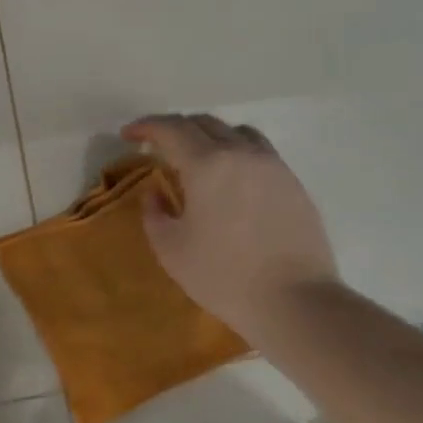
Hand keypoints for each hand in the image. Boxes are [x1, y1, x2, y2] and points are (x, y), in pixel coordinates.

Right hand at [123, 113, 339, 336]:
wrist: (294, 300)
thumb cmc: (222, 275)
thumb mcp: (170, 248)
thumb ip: (155, 212)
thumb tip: (157, 192)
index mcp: (207, 165)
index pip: (171, 129)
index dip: (146, 126)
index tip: (128, 134)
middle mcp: (242, 154)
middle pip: (204, 123)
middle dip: (174, 128)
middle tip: (155, 146)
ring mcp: (273, 166)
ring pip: (236, 132)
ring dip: (208, 135)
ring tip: (194, 157)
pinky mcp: (293, 183)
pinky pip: (258, 151)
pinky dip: (234, 151)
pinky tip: (227, 178)